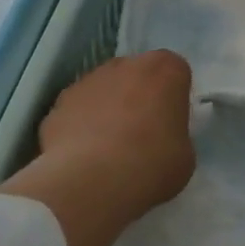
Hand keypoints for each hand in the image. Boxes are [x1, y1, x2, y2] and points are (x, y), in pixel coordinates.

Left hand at [39, 50, 195, 214]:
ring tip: (107, 151)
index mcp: (165, 69)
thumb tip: (161, 139)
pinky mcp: (60, 100)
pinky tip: (82, 157)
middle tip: (141, 136)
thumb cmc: (150, 164)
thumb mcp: (184, 156)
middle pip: (137, 75)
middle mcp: (127, 64)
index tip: (170, 125)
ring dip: (108, 109)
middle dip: (139, 97)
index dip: (173, 99)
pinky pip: (78, 110)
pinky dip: (81, 126)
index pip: (175, 73)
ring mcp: (89, 79)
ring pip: (105, 89)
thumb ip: (176, 135)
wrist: (90, 181)